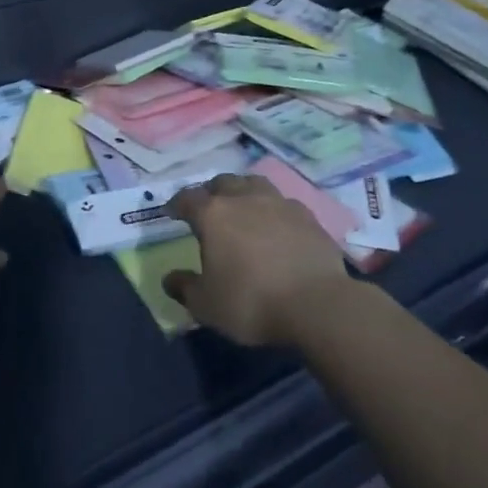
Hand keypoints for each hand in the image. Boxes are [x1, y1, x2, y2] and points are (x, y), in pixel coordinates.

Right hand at [161, 173, 352, 345]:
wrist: (317, 304)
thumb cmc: (252, 302)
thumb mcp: (207, 305)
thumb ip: (185, 288)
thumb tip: (169, 279)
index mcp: (213, 214)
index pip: (187, 198)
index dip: (177, 204)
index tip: (172, 212)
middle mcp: (244, 198)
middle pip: (222, 183)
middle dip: (210, 192)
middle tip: (208, 208)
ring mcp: (278, 203)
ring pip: (254, 184)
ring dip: (243, 191)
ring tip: (242, 207)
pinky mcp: (307, 216)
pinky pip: (283, 203)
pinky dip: (273, 209)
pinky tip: (276, 225)